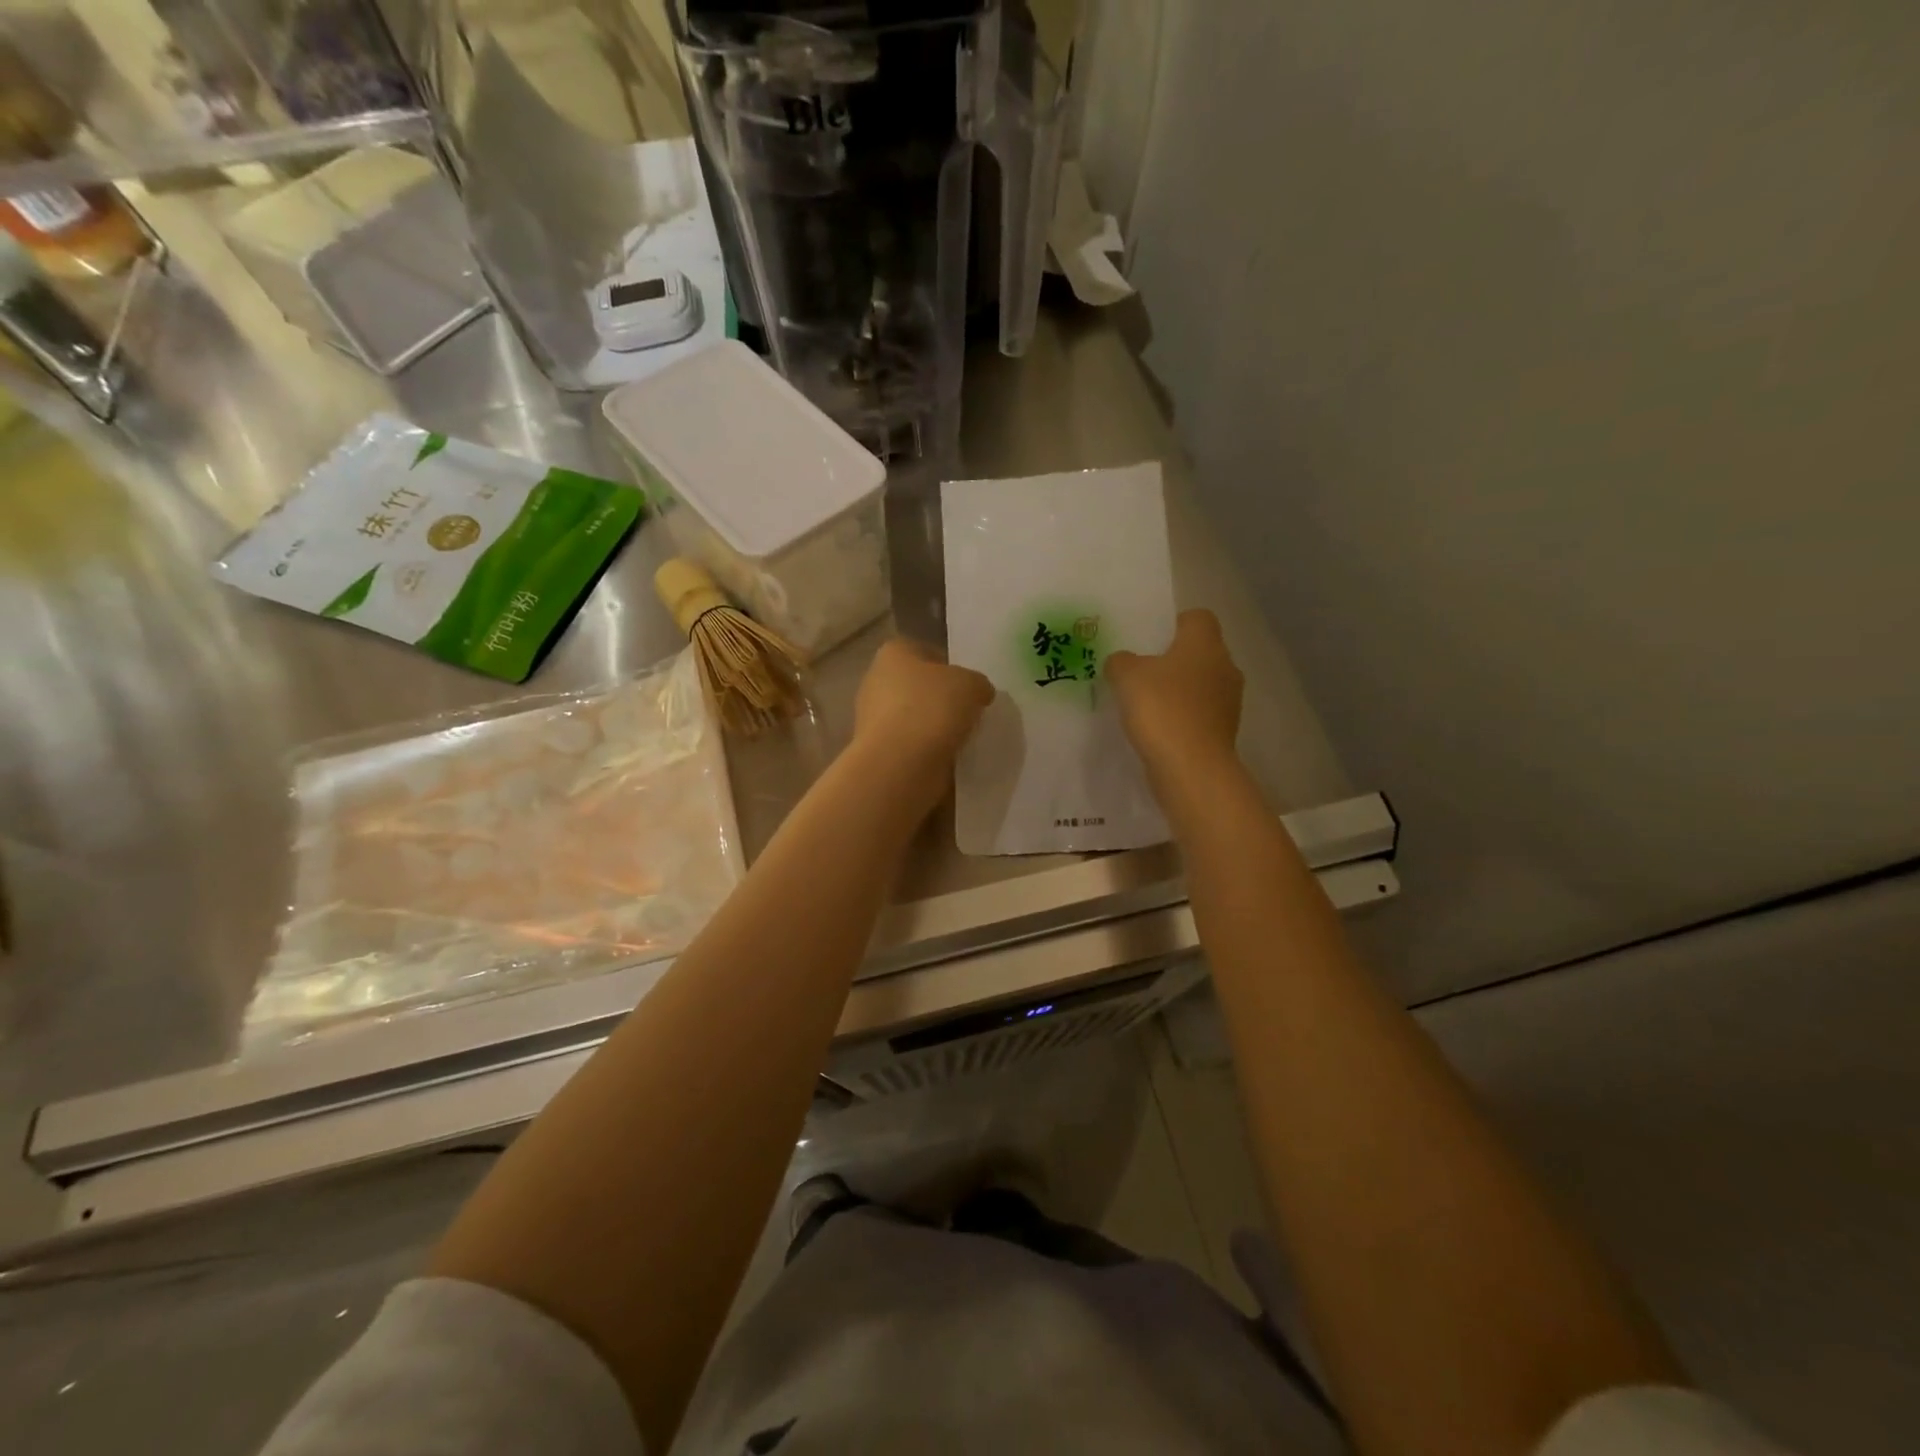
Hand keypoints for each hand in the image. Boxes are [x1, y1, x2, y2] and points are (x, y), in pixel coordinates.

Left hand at [850, 637, 993, 808]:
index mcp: (894, 653)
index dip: (949, 666)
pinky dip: (927, 751)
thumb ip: (977, 684)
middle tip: (969, 713)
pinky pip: (910, 746)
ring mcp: (873, 719)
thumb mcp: (971, 684)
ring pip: (914, 718)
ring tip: (963, 739)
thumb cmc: (932, 709)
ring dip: (935, 728)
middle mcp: (876, 681)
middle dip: (942, 699)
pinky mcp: (878, 751)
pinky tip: (947, 758)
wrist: (901, 764)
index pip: (924, 651)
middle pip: (918, 687)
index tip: (969, 686)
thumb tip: (978, 693)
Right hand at [1106, 610, 1244, 789]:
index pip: (1197, 617)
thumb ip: (1121, 661)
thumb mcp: (1127, 676)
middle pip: (1199, 652)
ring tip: (1145, 703)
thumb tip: (1123, 662)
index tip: (1149, 640)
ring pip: (1199, 685)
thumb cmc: (1162, 709)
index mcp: (1206, 643)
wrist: (1191, 768)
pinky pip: (1198, 714)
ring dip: (1177, 691)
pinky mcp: (1223, 731)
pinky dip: (1181, 717)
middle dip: (1172, 660)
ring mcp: (1228, 702)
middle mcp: (1225, 667)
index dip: (1173, 623)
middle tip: (1140, 671)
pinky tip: (1156, 728)